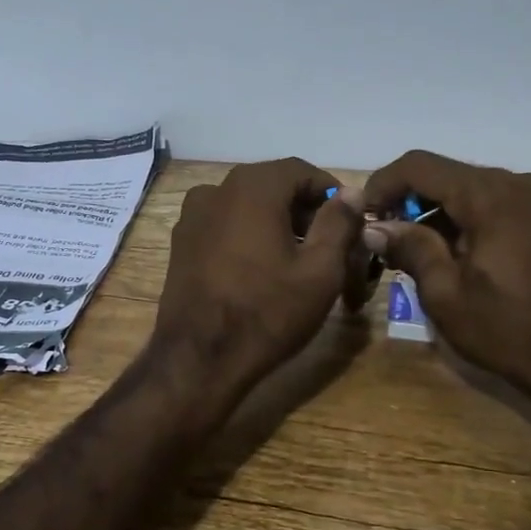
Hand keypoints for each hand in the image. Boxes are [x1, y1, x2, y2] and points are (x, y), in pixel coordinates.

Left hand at [152, 159, 368, 405]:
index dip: (330, 192)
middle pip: (271, 185)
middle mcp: (216, 189)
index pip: (301, 171)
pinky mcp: (180, 242)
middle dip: (303, 208)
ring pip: (246, 205)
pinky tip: (261, 268)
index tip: (349, 221)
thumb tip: (350, 193)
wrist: (199, 358)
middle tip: (329, 242)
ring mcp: (192, 216)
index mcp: (252, 187)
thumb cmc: (267, 312)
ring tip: (297, 258)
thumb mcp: (320, 271)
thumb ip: (338, 223)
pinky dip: (247, 234)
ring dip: (275, 221)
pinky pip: (224, 224)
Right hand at [363, 150, 530, 443]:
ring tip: (410, 250)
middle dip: (408, 200)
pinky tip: (448, 252)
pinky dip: (464, 219)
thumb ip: (409, 248)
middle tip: (381, 237)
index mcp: (491, 195)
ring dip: (436, 212)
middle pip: (446, 175)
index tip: (362, 215)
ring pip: (469, 189)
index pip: (420, 166)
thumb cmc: (508, 329)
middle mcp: (518, 183)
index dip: (383, 184)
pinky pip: (494, 203)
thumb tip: (374, 227)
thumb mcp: (446, 293)